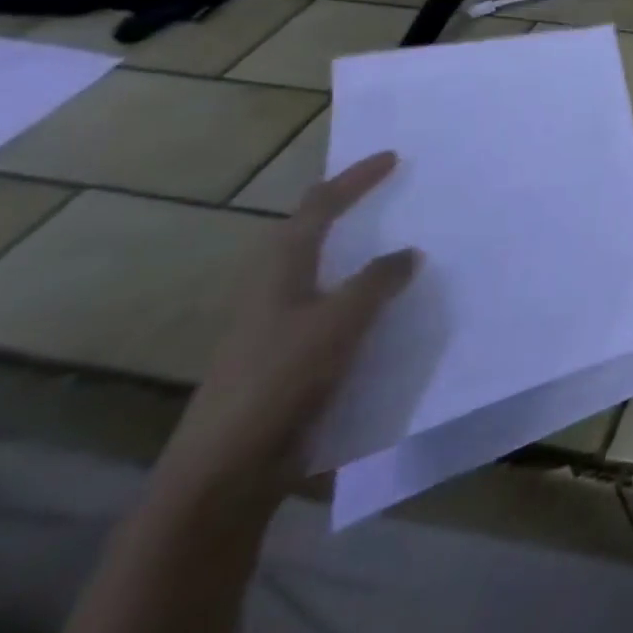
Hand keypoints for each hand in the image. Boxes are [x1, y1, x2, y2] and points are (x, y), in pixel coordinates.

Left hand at [157, 152, 421, 501]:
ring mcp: (278, 330)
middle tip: (394, 196)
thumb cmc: (279, 381)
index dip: (353, 180)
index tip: (392, 158)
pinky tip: (391, 312)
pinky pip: (334, 314)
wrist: (225, 474)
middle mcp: (274, 293)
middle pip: (310, 237)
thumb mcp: (339, 322)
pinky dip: (364, 301)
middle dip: (349, 211)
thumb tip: (407, 253)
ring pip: (324, 276)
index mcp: (279, 273)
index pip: (317, 209)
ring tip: (403, 249)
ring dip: (360, 257)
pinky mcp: (288, 363)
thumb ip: (377, 281)